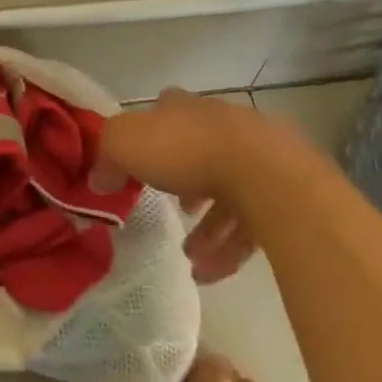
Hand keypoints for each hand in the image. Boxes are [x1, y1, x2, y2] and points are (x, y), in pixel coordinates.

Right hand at [102, 89, 321, 284]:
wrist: (265, 174)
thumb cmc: (187, 151)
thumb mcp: (125, 144)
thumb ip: (107, 158)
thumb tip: (98, 178)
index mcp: (188, 108)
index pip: (167, 109)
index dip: (152, 133)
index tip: (140, 161)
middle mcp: (224, 124)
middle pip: (199, 152)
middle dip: (184, 185)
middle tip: (171, 214)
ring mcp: (259, 156)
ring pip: (228, 192)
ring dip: (207, 228)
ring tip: (189, 258)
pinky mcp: (284, 192)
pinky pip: (252, 222)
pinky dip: (229, 248)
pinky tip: (211, 273)